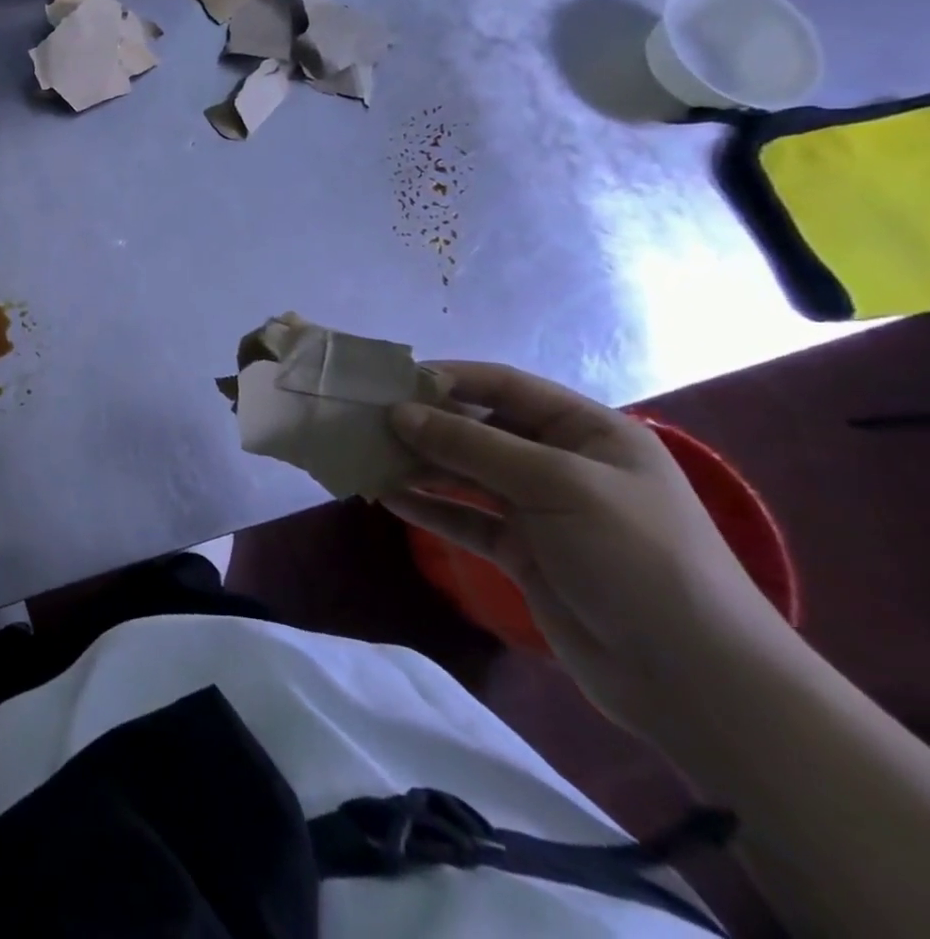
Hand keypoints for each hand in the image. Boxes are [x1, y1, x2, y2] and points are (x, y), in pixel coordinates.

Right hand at [386, 362, 784, 734]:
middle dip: (424, 423)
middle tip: (364, 421)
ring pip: (465, 472)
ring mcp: (541, 510)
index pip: (505, 386)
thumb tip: (398, 412)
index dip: (448, 378)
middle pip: (479, 428)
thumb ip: (472, 444)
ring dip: (418, 464)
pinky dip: (427, 506)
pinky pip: (464, 516)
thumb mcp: (557, 485)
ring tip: (363, 456)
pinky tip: (385, 498)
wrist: (697, 682)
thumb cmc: (638, 558)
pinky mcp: (523, 551)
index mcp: (589, 431)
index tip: (389, 381)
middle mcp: (563, 462)